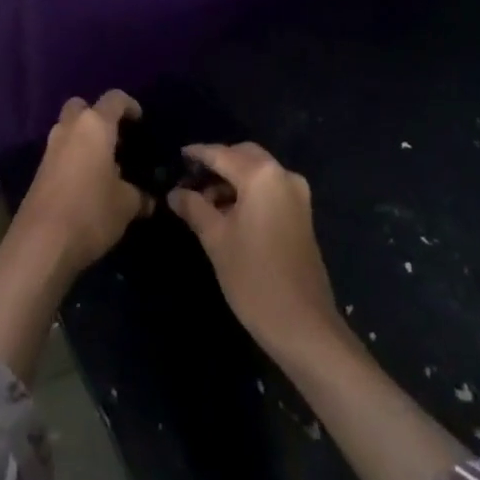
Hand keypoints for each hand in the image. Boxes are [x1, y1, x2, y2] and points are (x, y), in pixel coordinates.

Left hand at [16, 90, 151, 274]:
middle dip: (98, 117)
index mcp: (94, 125)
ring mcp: (50, 148)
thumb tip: (149, 199)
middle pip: (82, 107)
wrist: (41, 243)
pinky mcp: (39, 169)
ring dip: (84, 139)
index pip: (114, 99)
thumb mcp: (126, 205)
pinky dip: (74, 157)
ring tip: (105, 165)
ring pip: (69, 129)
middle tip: (115, 139)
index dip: (130, 105)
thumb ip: (140, 195)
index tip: (141, 121)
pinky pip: (61, 151)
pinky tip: (88, 183)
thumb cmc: (91, 211)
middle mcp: (70, 128)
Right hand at [169, 142, 340, 354]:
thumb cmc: (254, 278)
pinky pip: (269, 190)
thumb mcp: (216, 239)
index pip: (222, 154)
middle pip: (244, 156)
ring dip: (232, 180)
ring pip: (258, 173)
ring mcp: (297, 195)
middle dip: (217, 164)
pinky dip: (248, 193)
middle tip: (190, 179)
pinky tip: (228, 213)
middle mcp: (283, 176)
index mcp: (262, 176)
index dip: (198, 154)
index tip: (178, 155)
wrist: (303, 326)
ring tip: (204, 202)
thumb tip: (175, 193)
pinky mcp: (302, 215)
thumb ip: (194, 207)